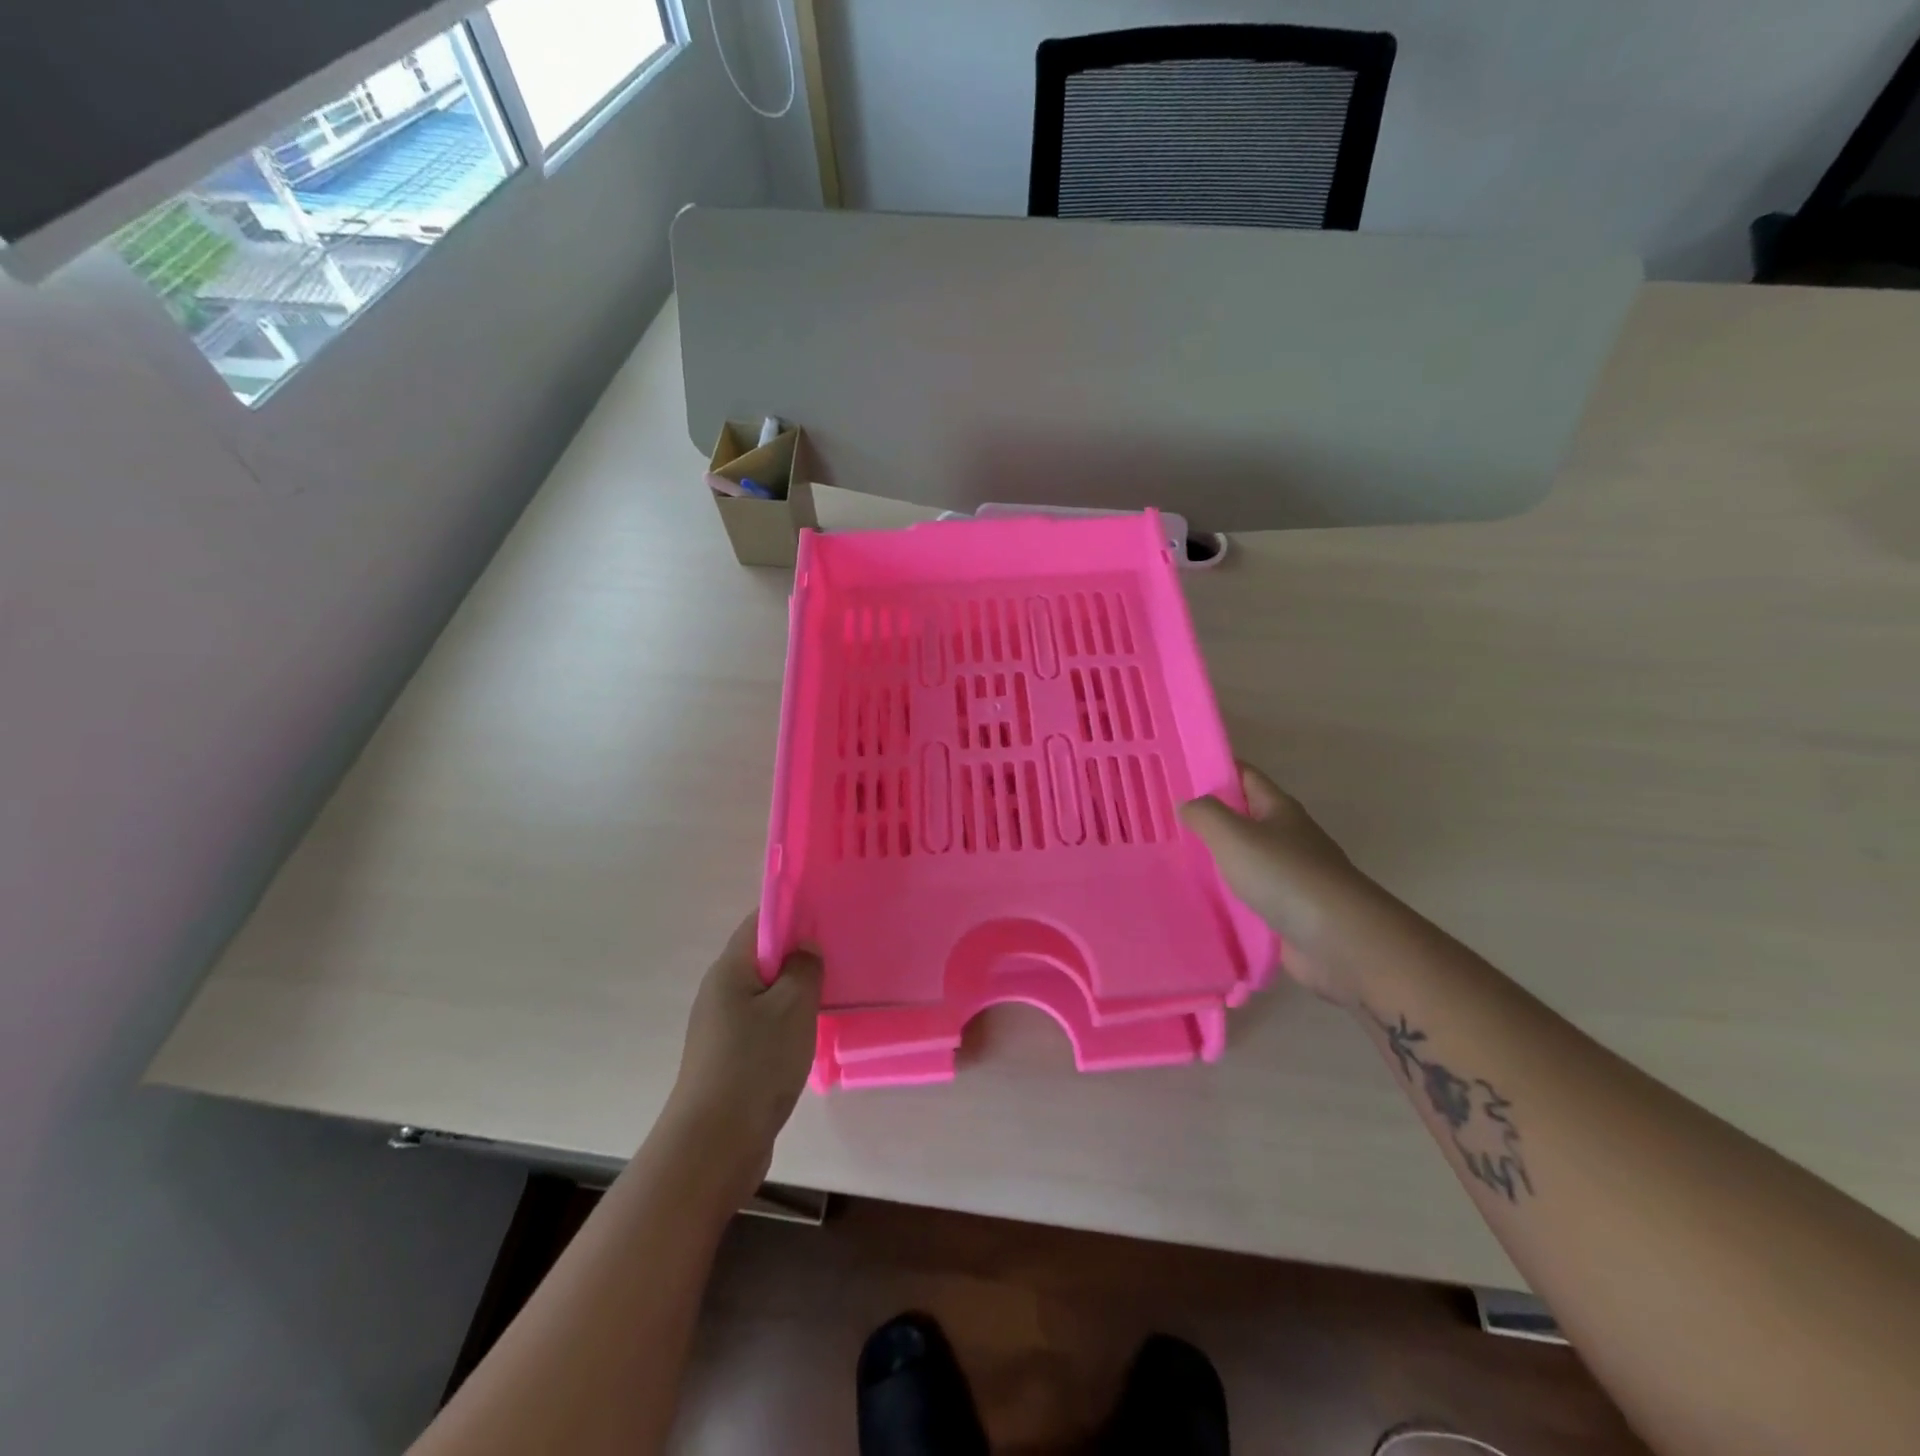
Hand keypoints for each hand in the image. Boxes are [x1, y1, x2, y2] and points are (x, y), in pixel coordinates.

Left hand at [664, 913, 822, 1196]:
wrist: (714, 1144)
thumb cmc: (756, 1062)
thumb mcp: (793, 1006)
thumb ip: (804, 967)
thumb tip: (804, 946)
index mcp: (730, 968)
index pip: (760, 922)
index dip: (792, 914)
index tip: (827, 917)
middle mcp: (719, 991)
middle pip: (762, 957)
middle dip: (798, 955)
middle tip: (837, 957)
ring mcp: (721, 1027)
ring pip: (764, 994)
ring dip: (794, 993)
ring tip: (831, 994)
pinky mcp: (728, 1058)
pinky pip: (762, 1025)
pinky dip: (785, 1023)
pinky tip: (809, 1036)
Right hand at [1180, 763, 1385, 1006]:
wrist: (1340, 940)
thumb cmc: (1285, 876)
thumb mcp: (1235, 835)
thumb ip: (1205, 815)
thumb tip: (1186, 804)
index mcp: (1279, 809)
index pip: (1244, 776)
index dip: (1213, 769)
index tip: (1175, 773)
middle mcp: (1286, 837)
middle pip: (1242, 819)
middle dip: (1207, 819)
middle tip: (1162, 822)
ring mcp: (1288, 876)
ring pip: (1242, 860)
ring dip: (1213, 861)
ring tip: (1170, 862)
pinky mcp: (1286, 912)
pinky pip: (1248, 897)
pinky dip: (1225, 897)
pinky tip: (1197, 901)